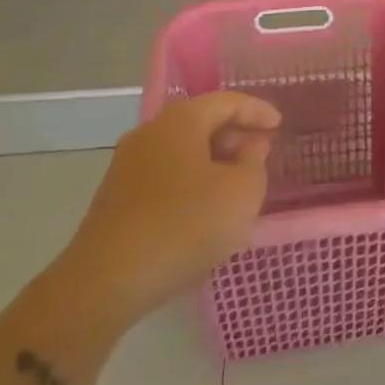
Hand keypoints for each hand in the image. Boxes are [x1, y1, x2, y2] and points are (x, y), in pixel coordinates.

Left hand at [54, 92, 280, 324]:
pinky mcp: (116, 200)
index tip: (279, 125)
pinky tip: (204, 211)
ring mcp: (127, 167)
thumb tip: (248, 148)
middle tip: (260, 154)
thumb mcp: (242, 192)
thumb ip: (254, 162)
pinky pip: (165, 177)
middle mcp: (149, 134)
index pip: (226, 101)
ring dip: (212, 162)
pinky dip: (191, 183)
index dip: (257, 111)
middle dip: (234, 136)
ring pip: (182, 152)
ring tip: (236, 185)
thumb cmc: (184, 226)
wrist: (106, 283)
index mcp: (180, 121)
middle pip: (200, 123)